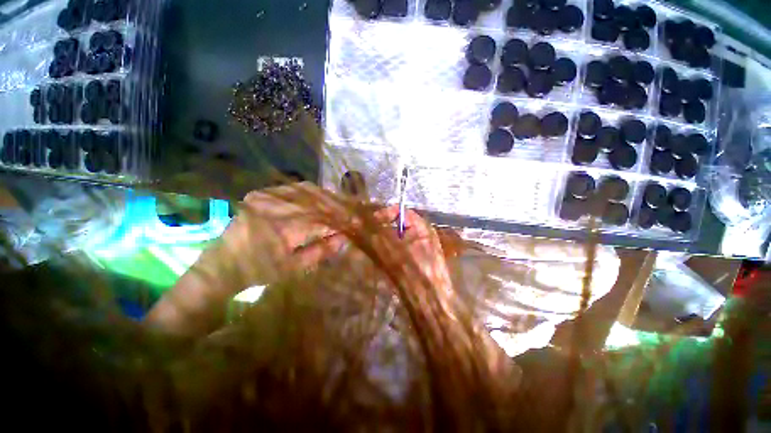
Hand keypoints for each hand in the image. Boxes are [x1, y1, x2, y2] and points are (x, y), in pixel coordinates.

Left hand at [145, 183, 361, 334]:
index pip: (327, 218)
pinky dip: (317, 195)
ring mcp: (265, 196)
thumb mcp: (293, 271)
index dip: (352, 218)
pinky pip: (297, 189)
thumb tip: (345, 235)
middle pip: (322, 199)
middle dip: (347, 204)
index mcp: (280, 229)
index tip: (370, 216)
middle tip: (366, 208)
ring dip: (333, 198)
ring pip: (312, 191)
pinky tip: (328, 201)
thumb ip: (322, 250)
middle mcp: (273, 205)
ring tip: (350, 206)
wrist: (212, 276)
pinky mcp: (262, 194)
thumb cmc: (253, 282)